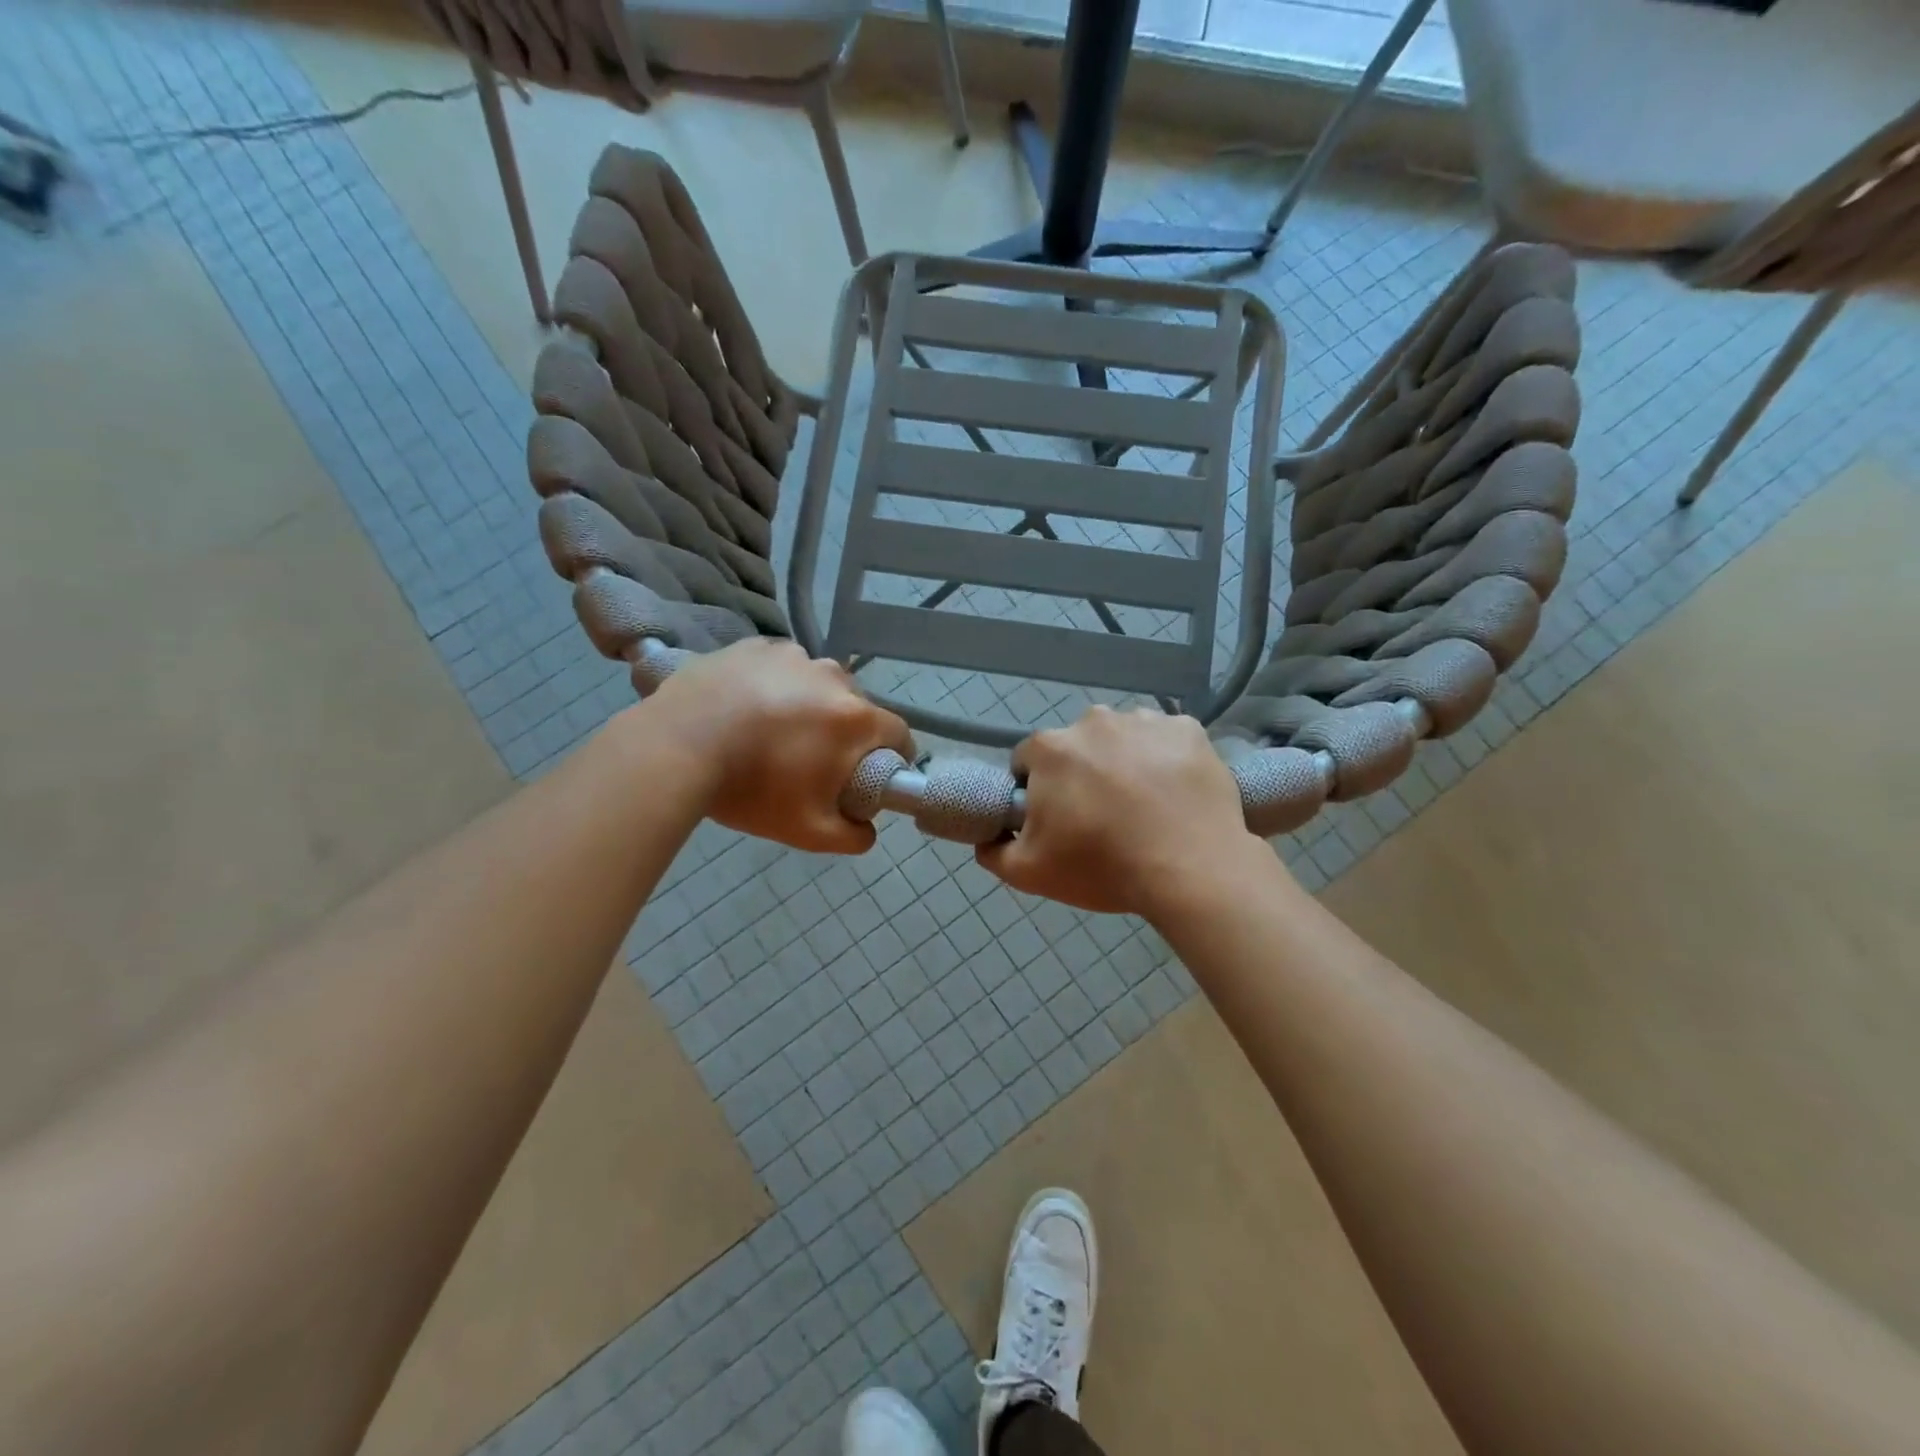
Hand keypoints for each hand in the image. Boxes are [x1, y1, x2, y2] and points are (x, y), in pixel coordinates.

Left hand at [647, 639, 911, 853]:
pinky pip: (780, 667)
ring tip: (770, 731)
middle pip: (856, 708)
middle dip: (844, 732)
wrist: (674, 747)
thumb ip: (852, 836)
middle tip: (809, 759)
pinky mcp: (756, 645)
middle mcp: (833, 676)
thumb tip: (867, 829)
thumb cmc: (751, 788)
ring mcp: (792, 655)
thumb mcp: (807, 831)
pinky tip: (745, 707)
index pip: (899, 734)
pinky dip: (773, 685)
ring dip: (809, 704)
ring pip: (817, 684)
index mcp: (855, 718)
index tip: (868, 774)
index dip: (891, 757)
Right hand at [978, 707, 1266, 919]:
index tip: (1057, 820)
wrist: (1191, 870)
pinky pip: (1166, 740)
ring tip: (1144, 807)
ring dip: (1124, 763)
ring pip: (1122, 740)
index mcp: (1051, 748)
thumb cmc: (1103, 867)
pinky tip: (1174, 794)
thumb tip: (986, 836)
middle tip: (1102, 818)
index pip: (1028, 762)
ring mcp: (1145, 721)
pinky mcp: (1189, 730)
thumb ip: (994, 850)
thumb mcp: (1029, 873)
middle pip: (1077, 747)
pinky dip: (1166, 760)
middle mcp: (1094, 721)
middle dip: (1082, 775)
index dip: (1038, 792)